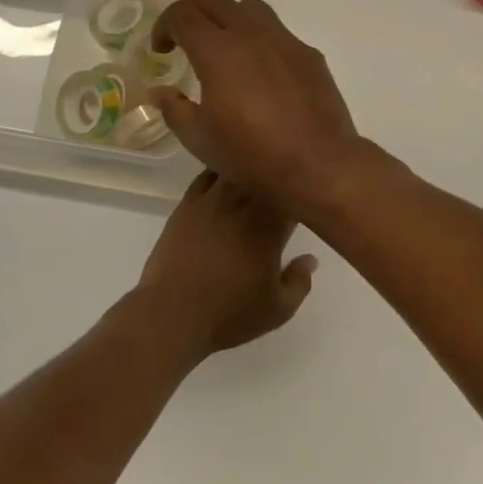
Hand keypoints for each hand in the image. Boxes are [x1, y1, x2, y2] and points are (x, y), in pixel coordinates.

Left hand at [134, 171, 317, 358]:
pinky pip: (208, 175)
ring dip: (250, 172)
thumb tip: (310, 258)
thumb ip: (300, 281)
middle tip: (282, 192)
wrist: (172, 313)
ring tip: (255, 180)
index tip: (304, 205)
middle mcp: (243, 203)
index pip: (293, 195)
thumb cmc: (229, 314)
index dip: (302, 196)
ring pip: (237, 169)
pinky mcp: (187, 203)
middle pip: (266, 175)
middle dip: (278, 181)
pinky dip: (221, 173)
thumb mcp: (278, 310)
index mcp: (270, 225)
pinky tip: (225, 181)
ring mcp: (212, 199)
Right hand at [147, 0, 367, 216]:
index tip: (161, 48)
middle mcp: (250, 35)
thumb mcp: (201, 140)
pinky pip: (278, 32)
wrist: (317, 162)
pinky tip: (259, 63)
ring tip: (221, 30)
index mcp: (217, 52)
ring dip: (229, 11)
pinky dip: (260, 36)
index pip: (182, 16)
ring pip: (251, 7)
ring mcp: (284, 41)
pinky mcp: (308, 55)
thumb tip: (160, 91)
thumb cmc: (252, 155)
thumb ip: (175, 110)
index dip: (164, 25)